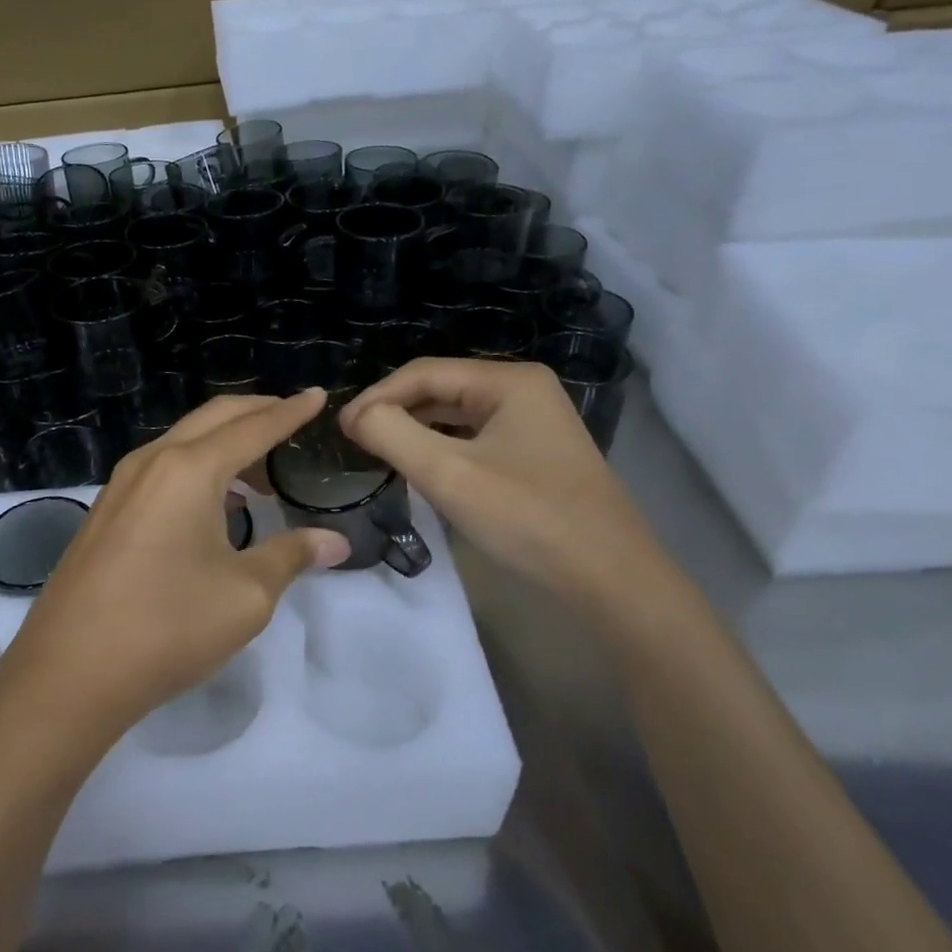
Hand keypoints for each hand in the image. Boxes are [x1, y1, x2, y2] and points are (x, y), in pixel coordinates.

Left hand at [0, 390, 352, 753]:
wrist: (69, 673)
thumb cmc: (168, 626)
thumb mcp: (246, 594)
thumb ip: (292, 556)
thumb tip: (334, 541)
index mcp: (190, 469)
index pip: (254, 427)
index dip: (291, 412)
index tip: (318, 396)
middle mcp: (152, 462)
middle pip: (214, 418)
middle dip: (257, 412)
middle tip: (293, 418)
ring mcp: (121, 485)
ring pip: (183, 441)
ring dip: (225, 443)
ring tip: (260, 472)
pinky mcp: (106, 512)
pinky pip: (161, 468)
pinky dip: (197, 467)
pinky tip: (214, 503)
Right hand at [340, 358, 668, 608]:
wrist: (611, 579)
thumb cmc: (528, 519)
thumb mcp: (449, 475)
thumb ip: (393, 435)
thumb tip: (356, 416)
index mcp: (509, 381)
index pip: (424, 373)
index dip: (376, 396)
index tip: (340, 429)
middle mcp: (523, 390)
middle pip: (441, 388)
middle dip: (395, 410)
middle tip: (355, 441)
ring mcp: (534, 422)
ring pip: (457, 415)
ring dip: (416, 429)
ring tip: (378, 451)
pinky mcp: (535, 453)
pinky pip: (475, 437)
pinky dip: (442, 447)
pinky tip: (420, 466)